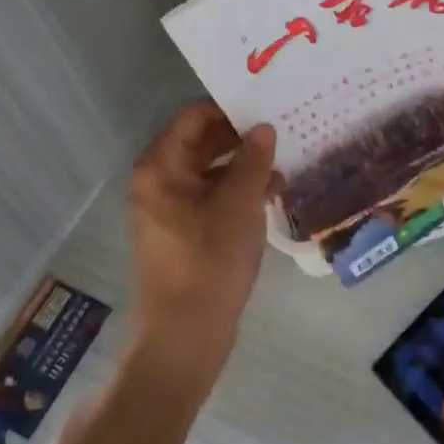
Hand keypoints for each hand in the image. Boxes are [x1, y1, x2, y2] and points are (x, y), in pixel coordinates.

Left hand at [127, 101, 276, 372]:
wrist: (185, 337)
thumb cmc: (209, 263)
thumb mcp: (240, 206)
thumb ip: (254, 160)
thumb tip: (264, 127)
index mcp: (161, 167)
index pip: (194, 116)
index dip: (229, 108)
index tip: (267, 106)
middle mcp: (158, 180)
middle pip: (201, 141)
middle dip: (241, 136)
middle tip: (283, 129)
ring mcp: (169, 207)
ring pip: (209, 168)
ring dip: (244, 164)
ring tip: (284, 162)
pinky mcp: (182, 230)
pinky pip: (210, 194)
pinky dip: (237, 189)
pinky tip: (272, 193)